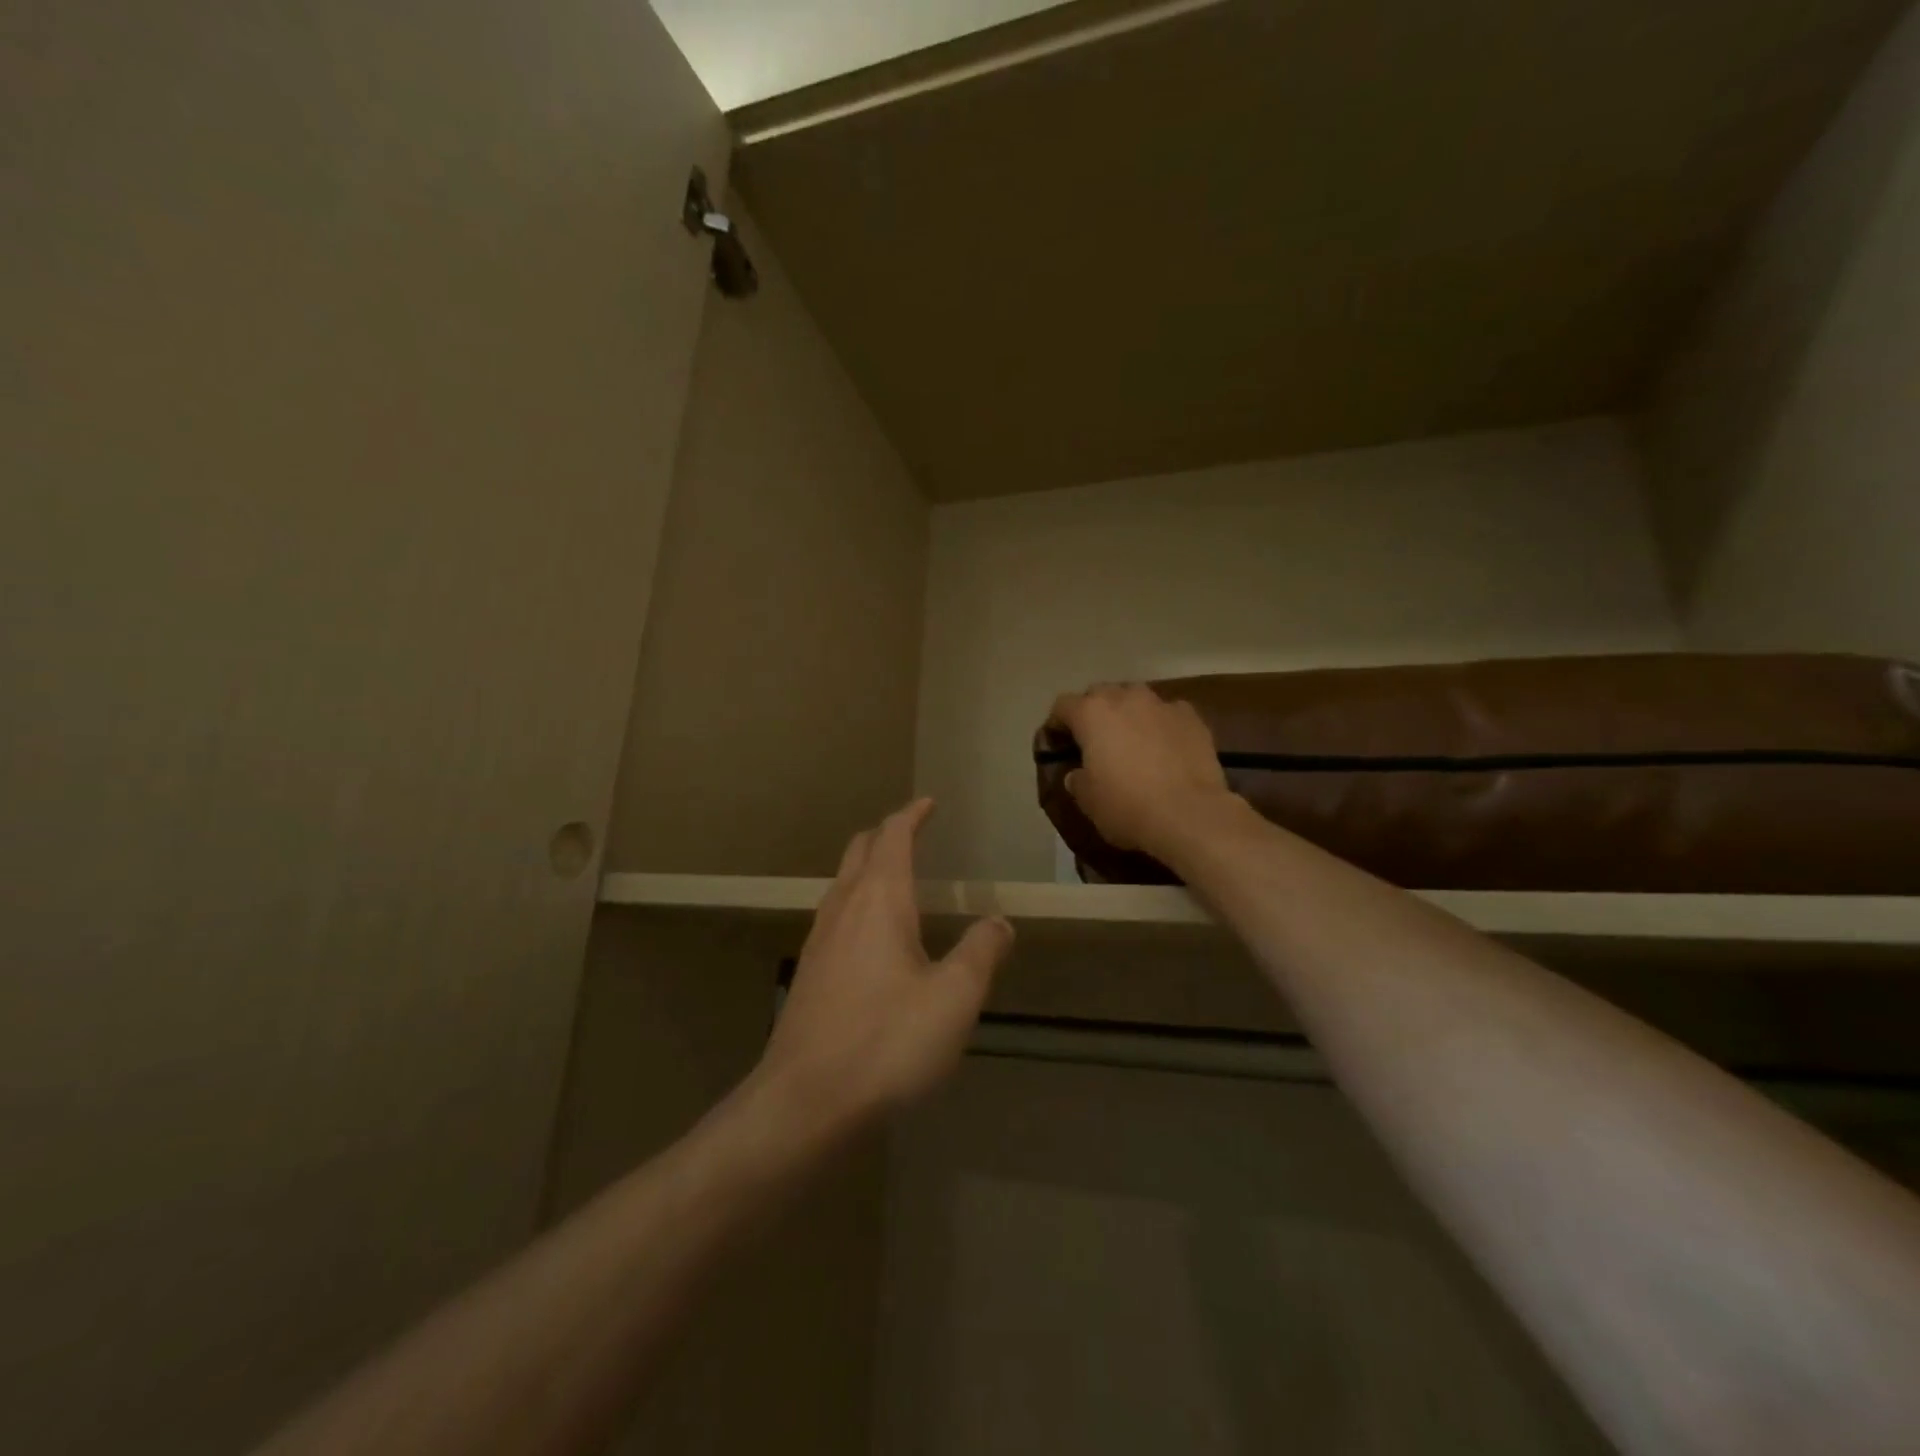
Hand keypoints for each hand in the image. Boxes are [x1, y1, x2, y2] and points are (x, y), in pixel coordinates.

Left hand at [756, 799, 1013, 1137]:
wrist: (805, 1100)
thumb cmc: (886, 1041)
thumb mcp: (953, 998)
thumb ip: (981, 953)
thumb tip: (999, 922)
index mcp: (879, 900)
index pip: (893, 837)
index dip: (912, 815)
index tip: (929, 803)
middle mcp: (844, 908)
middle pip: (860, 851)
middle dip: (886, 834)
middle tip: (913, 831)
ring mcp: (819, 940)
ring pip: (843, 882)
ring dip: (868, 866)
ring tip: (895, 876)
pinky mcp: (809, 972)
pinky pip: (836, 914)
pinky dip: (857, 900)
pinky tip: (871, 935)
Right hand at [1048, 683, 1235, 856]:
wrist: (1189, 815)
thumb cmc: (1127, 807)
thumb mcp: (1088, 801)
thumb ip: (1078, 780)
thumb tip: (1078, 774)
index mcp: (1091, 714)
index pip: (1063, 705)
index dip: (1057, 723)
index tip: (1058, 742)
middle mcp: (1125, 698)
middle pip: (1101, 693)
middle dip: (1094, 712)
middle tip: (1096, 740)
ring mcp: (1162, 704)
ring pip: (1137, 698)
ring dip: (1129, 713)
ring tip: (1132, 740)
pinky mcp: (1192, 717)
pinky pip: (1169, 713)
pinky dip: (1162, 724)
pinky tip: (1166, 747)